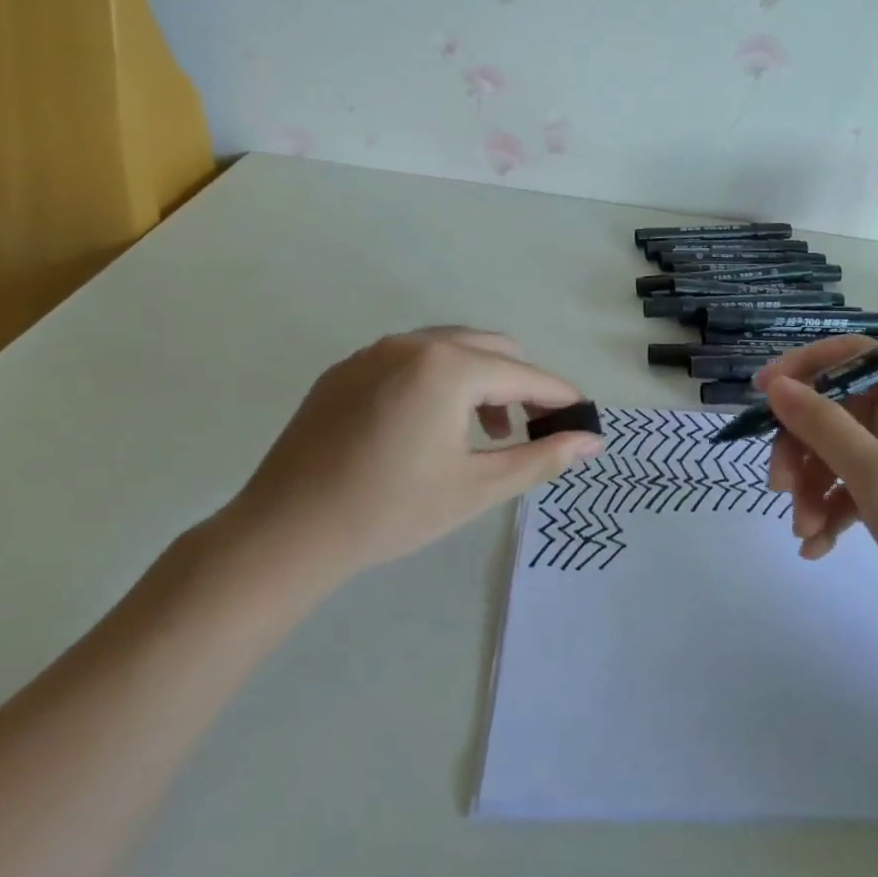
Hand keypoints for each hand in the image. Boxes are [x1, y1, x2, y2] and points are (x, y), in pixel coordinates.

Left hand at [203, 328, 603, 607]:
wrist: (285, 533)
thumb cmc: (391, 511)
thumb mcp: (477, 487)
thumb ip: (541, 458)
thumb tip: (592, 441)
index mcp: (449, 367)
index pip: (524, 375)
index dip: (559, 397)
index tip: (583, 418)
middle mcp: (413, 343)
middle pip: (492, 348)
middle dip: (522, 384)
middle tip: (533, 429)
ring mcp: (374, 351)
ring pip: (451, 349)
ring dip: (482, 380)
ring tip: (486, 430)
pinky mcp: (346, 369)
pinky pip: (411, 359)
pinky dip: (440, 380)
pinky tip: (431, 425)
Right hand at [758, 338, 877, 663]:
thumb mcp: (876, 474)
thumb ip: (821, 425)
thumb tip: (775, 385)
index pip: (849, 355)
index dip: (801, 368)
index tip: (760, 394)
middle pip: (833, 409)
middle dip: (800, 449)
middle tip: (778, 487)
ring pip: (835, 452)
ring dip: (811, 488)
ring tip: (804, 530)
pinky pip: (850, 487)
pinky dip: (829, 511)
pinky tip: (816, 548)